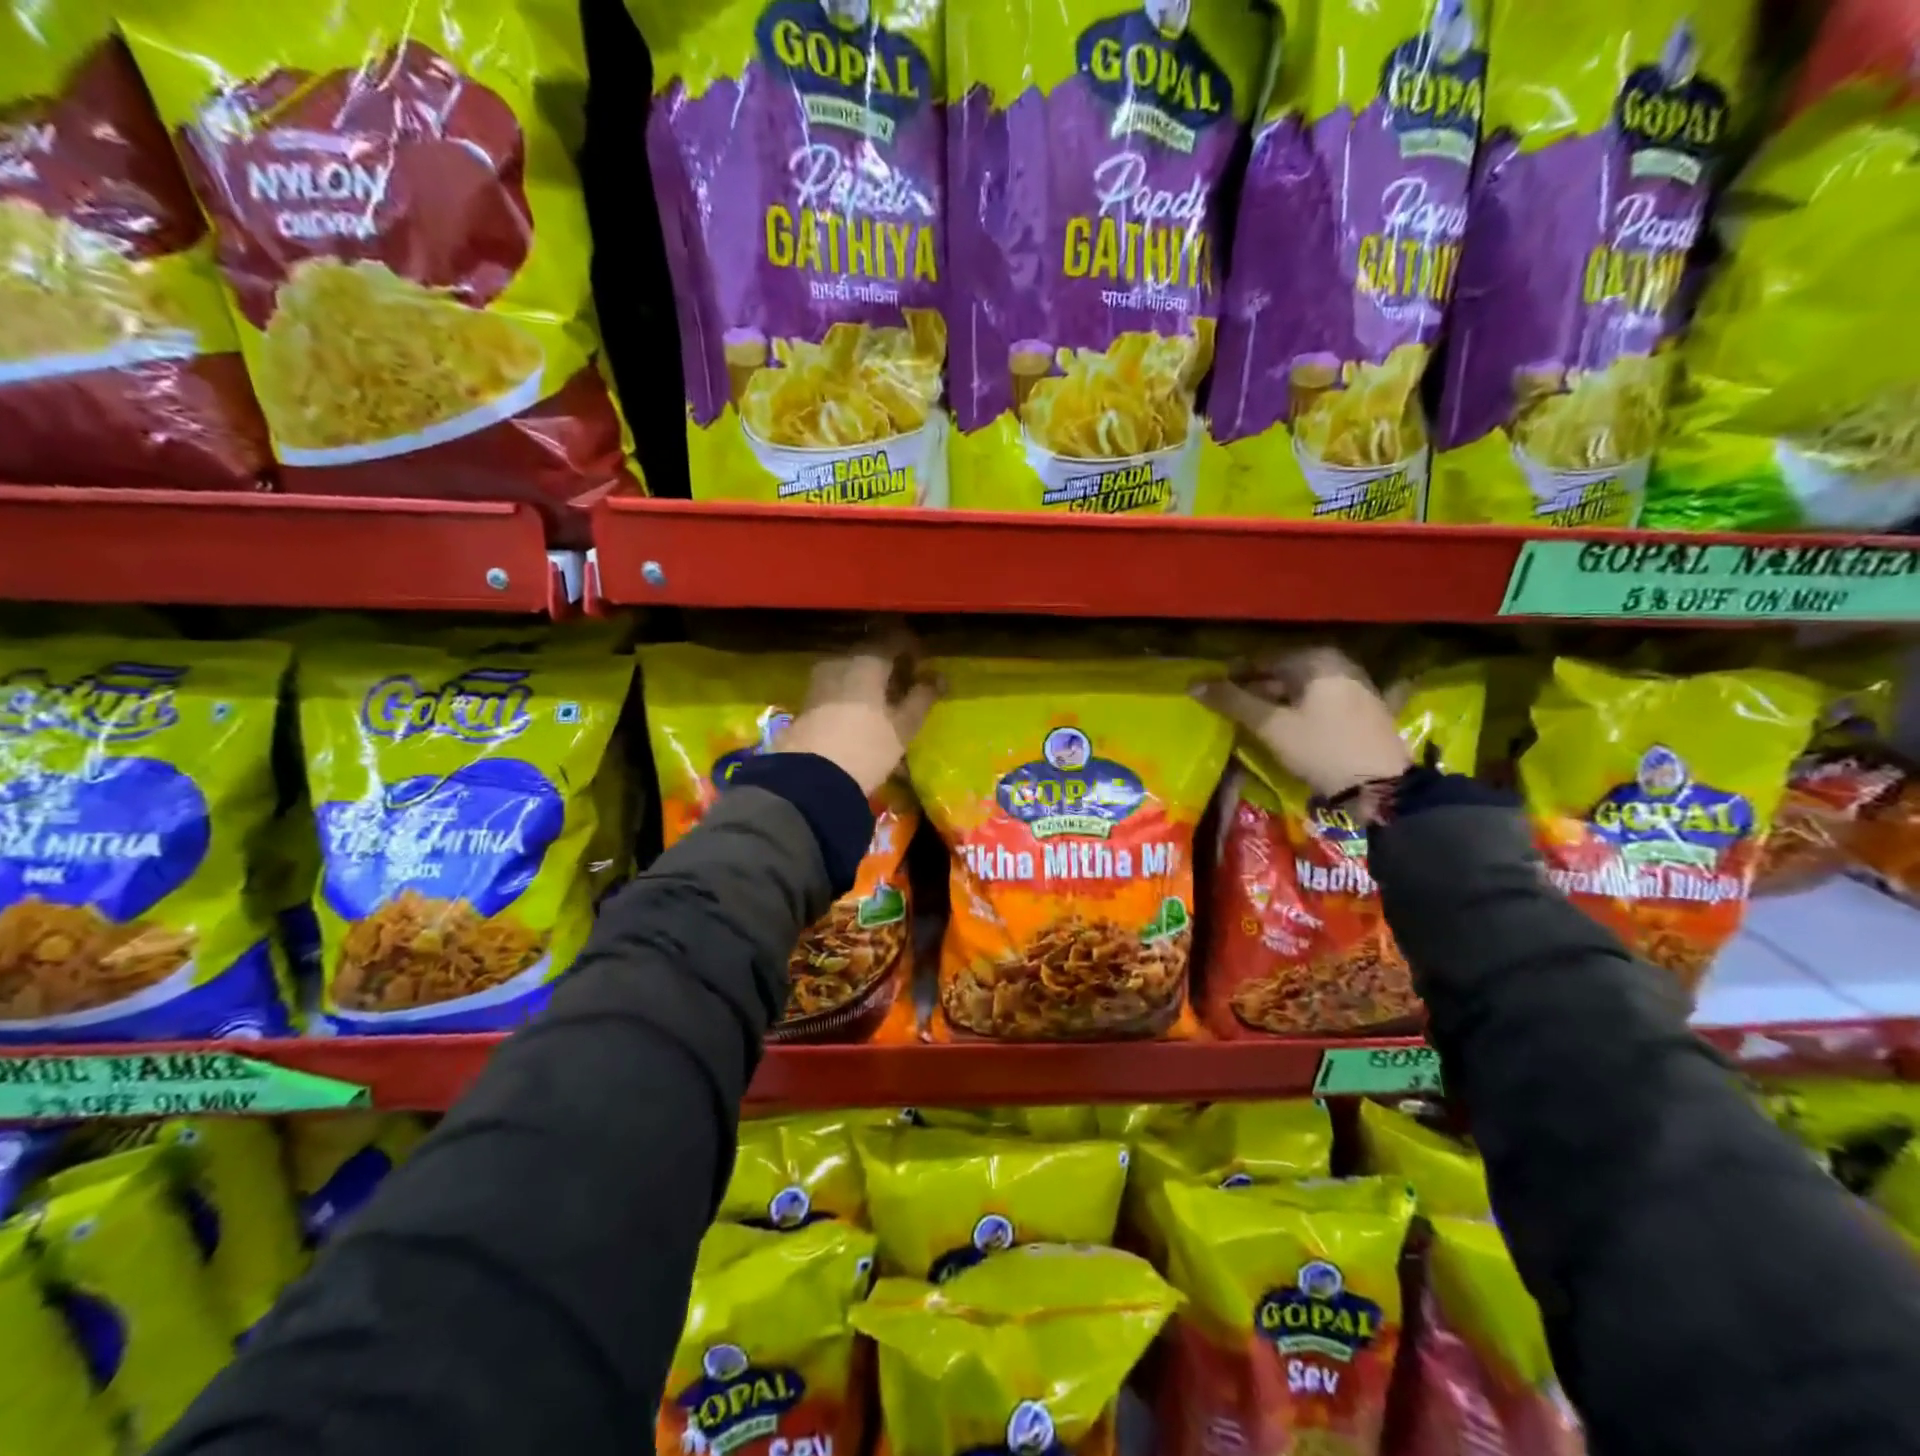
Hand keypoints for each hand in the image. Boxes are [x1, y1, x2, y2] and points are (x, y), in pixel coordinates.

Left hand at [775, 625, 939, 796]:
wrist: (809, 779)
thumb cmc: (866, 748)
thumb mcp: (903, 727)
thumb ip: (922, 698)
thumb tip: (938, 678)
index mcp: (867, 661)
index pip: (895, 639)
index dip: (913, 649)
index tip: (925, 666)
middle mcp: (839, 661)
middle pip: (871, 653)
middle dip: (891, 666)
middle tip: (908, 687)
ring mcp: (819, 680)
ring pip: (852, 670)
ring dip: (871, 681)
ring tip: (886, 705)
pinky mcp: (806, 701)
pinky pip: (837, 686)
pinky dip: (853, 693)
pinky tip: (862, 715)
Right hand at [1193, 647, 1409, 798]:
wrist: (1381, 786)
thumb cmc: (1321, 748)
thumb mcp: (1271, 726)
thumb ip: (1233, 701)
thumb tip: (1194, 684)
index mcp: (1316, 659)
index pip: (1262, 660)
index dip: (1233, 676)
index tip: (1212, 692)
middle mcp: (1339, 663)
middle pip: (1284, 673)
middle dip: (1256, 689)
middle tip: (1230, 709)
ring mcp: (1356, 685)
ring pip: (1302, 689)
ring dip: (1277, 701)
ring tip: (1254, 720)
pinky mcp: (1366, 708)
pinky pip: (1321, 701)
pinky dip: (1300, 710)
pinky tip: (1288, 727)